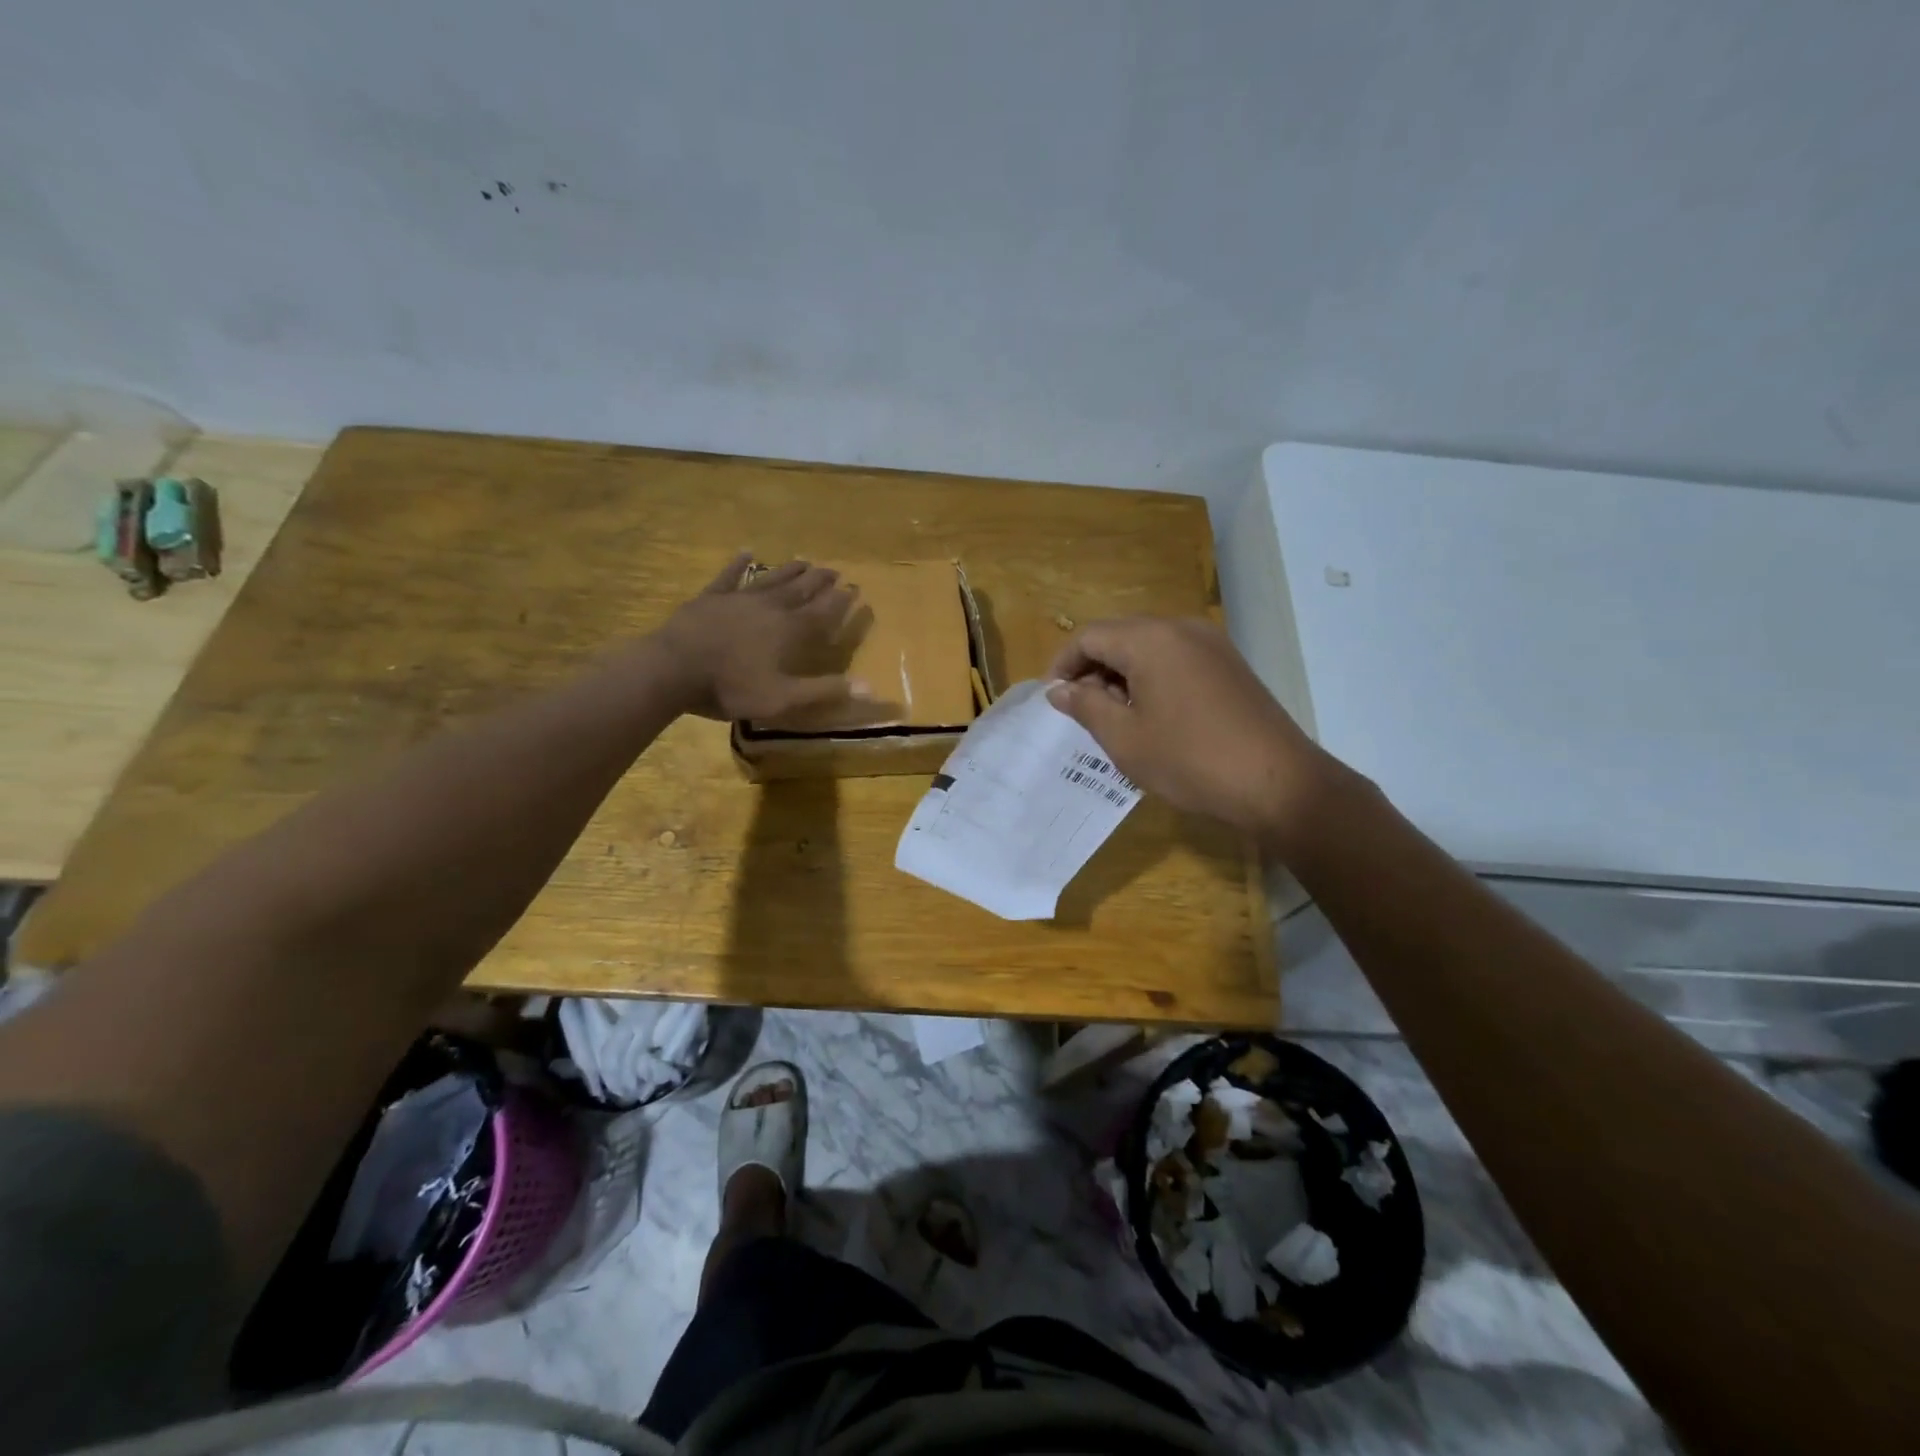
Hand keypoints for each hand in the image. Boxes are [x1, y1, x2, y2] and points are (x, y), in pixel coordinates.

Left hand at [653, 553, 867, 720]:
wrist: (672, 669)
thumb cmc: (730, 687)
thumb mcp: (781, 698)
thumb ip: (823, 691)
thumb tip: (869, 686)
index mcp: (788, 631)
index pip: (822, 612)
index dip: (840, 601)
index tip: (855, 588)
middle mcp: (768, 607)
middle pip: (800, 589)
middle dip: (819, 580)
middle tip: (835, 570)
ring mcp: (738, 599)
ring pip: (771, 579)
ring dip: (789, 570)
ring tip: (805, 560)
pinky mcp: (710, 598)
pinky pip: (728, 576)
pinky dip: (738, 564)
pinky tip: (746, 551)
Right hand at [1045, 616, 1341, 843]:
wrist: (1277, 783)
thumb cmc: (1190, 760)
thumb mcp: (1125, 738)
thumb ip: (1086, 706)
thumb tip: (1059, 689)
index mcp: (1150, 640)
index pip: (1090, 636)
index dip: (1063, 664)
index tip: (1053, 699)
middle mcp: (1181, 628)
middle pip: (1120, 635)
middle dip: (1092, 668)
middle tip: (1081, 711)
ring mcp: (1211, 644)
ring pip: (1148, 646)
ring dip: (1122, 674)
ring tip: (1115, 717)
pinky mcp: (1229, 664)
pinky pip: (1176, 658)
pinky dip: (1152, 677)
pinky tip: (1152, 715)